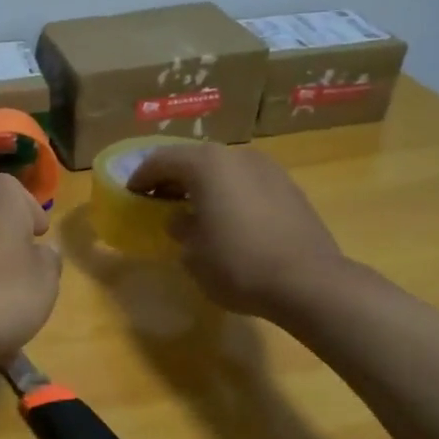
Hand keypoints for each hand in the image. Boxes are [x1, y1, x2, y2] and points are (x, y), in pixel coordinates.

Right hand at [126, 144, 346, 321]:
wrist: (308, 282)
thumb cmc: (238, 265)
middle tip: (158, 199)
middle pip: (194, 159)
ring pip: (224, 169)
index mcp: (207, 165)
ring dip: (204, 184)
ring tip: (193, 209)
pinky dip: (230, 192)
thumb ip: (180, 228)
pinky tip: (228, 218)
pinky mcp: (289, 188)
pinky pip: (247, 182)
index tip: (131, 194)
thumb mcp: (193, 254)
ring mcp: (268, 169)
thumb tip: (181, 220)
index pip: (161, 160)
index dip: (141, 176)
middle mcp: (237, 156)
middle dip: (172, 177)